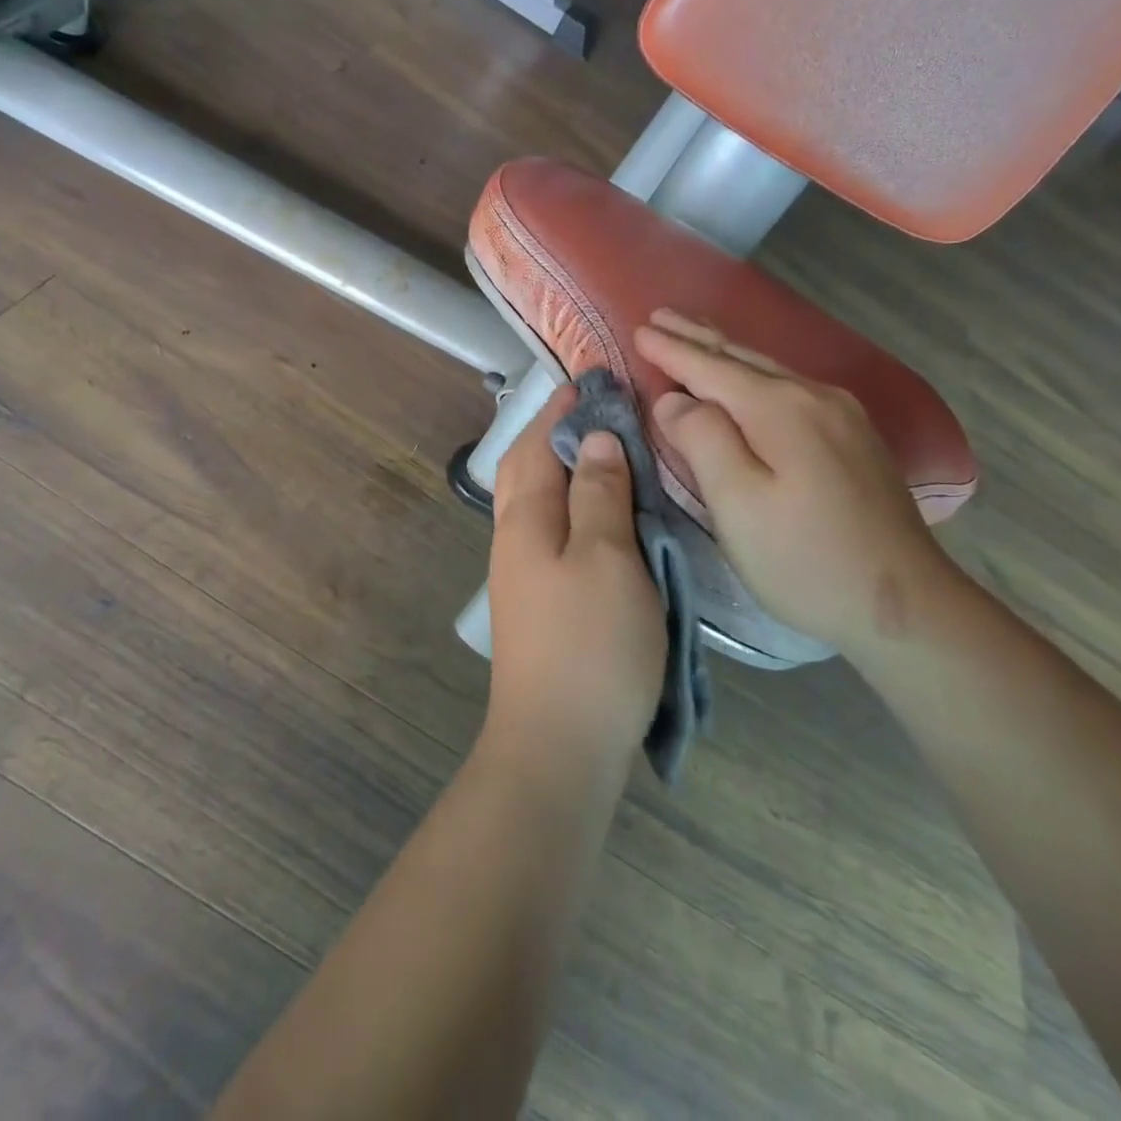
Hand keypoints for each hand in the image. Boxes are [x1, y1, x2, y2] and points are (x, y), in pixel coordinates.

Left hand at [485, 386, 666, 771]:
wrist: (558, 743)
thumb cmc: (591, 645)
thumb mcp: (607, 558)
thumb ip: (600, 494)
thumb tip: (594, 438)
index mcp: (525, 518)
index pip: (538, 442)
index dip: (563, 408)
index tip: (591, 378)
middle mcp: (513, 537)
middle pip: (524, 467)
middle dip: (552, 431)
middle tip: (593, 408)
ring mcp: (520, 571)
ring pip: (534, 499)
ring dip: (559, 466)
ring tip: (600, 450)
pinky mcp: (536, 600)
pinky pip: (548, 530)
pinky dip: (569, 504)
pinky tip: (596, 512)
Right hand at [633, 310, 963, 653]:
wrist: (906, 606)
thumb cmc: (805, 559)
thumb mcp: (738, 504)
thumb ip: (702, 440)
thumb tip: (675, 399)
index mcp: (781, 409)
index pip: (712, 368)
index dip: (671, 350)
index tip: (638, 329)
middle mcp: (814, 397)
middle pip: (743, 359)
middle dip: (698, 337)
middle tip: (660, 316)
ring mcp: (842, 416)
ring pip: (769, 371)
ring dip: (725, 354)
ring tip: (694, 337)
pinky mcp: (854, 439)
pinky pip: (789, 389)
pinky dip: (753, 377)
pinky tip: (747, 380)